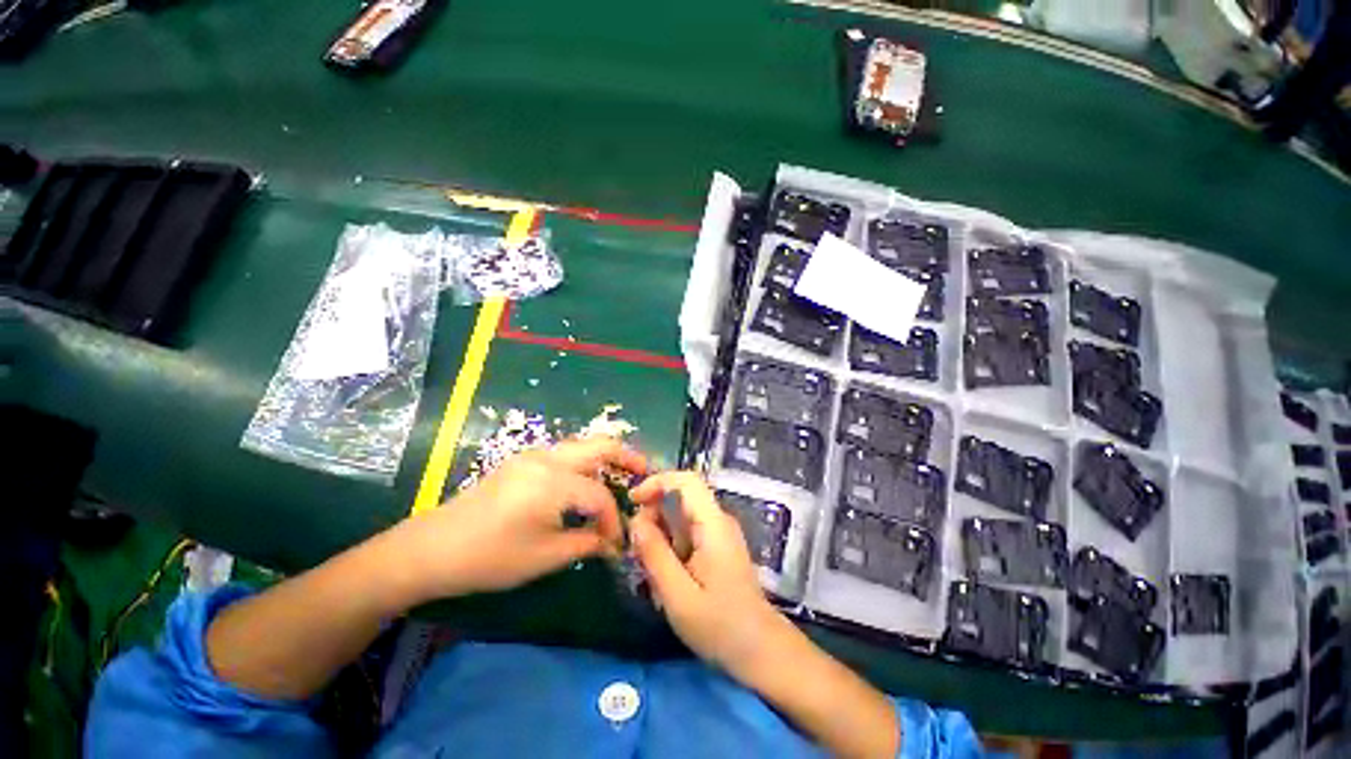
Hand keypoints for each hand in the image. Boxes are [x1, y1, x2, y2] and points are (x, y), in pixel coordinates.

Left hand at [388, 437, 647, 601]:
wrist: (431, 548)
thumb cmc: (488, 557)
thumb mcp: (544, 557)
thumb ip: (586, 544)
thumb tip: (613, 543)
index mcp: (553, 482)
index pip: (600, 495)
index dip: (614, 519)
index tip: (618, 542)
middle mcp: (547, 458)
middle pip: (599, 445)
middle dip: (626, 456)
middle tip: (645, 472)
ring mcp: (533, 455)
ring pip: (582, 445)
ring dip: (606, 456)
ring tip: (622, 473)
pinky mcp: (523, 460)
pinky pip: (566, 453)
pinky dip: (586, 460)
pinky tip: (589, 479)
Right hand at [628, 471, 787, 676]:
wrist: (761, 650)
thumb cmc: (720, 626)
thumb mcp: (678, 595)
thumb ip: (654, 554)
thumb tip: (635, 520)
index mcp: (713, 524)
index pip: (687, 480)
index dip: (657, 482)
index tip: (632, 500)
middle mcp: (718, 520)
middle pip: (681, 497)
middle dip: (653, 514)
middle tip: (636, 549)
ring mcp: (719, 533)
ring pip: (681, 517)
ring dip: (660, 534)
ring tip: (649, 569)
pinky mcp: (717, 547)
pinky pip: (687, 533)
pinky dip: (670, 546)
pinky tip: (665, 577)